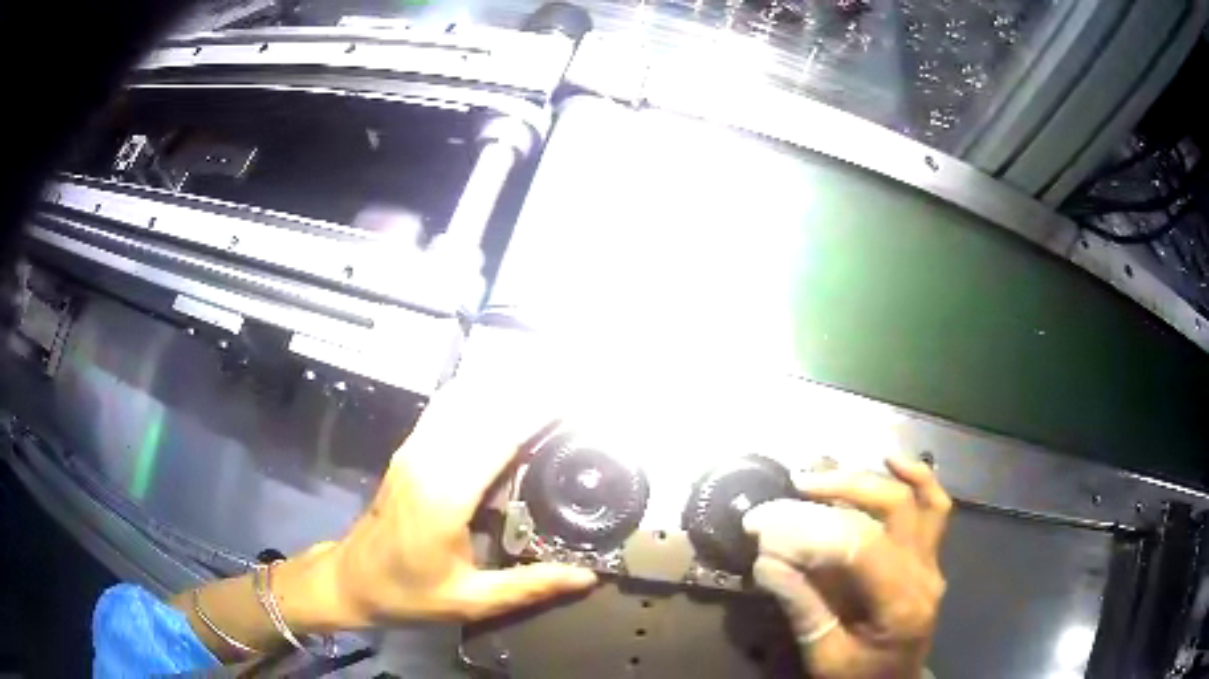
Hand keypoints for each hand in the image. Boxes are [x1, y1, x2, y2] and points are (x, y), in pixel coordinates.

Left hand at [301, 374, 597, 628]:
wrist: (351, 579)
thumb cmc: (408, 594)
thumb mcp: (471, 601)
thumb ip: (530, 586)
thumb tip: (587, 577)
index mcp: (446, 496)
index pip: (500, 435)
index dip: (540, 412)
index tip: (579, 402)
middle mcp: (428, 460)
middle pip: (484, 407)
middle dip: (530, 392)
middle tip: (574, 393)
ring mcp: (414, 450)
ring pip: (463, 399)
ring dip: (504, 388)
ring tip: (546, 388)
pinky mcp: (408, 450)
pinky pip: (445, 407)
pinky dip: (477, 394)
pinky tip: (500, 395)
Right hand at [743, 458, 950, 678]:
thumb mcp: (824, 656)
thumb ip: (802, 608)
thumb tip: (766, 560)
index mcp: (900, 604)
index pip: (860, 546)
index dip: (812, 527)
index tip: (765, 520)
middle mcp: (925, 573)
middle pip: (891, 508)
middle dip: (839, 490)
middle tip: (792, 489)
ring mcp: (933, 560)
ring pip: (914, 498)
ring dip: (868, 478)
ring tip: (825, 474)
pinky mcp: (931, 555)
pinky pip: (935, 506)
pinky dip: (918, 477)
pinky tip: (892, 460)